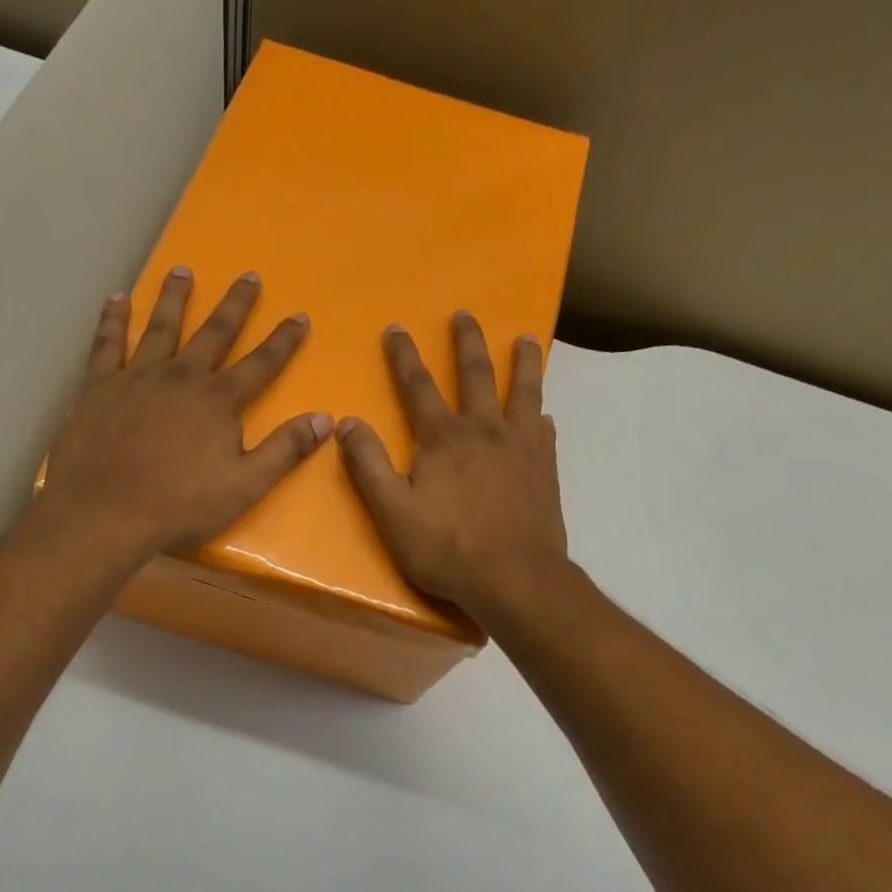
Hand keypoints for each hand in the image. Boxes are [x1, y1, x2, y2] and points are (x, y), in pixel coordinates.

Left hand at [40, 266, 332, 560]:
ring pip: (161, 326)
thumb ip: (285, 450)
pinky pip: (107, 342)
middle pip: (215, 332)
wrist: (104, 512)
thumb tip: (325, 419)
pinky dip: (113, 319)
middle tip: (249, 275)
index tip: (300, 316)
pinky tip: (117, 299)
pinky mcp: (99, 386)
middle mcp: (181, 376)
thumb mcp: (246, 485)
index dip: (284, 340)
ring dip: (175, 298)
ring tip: (182, 270)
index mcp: (219, 401)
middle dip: (236, 304)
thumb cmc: (180, 505)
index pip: (262, 363)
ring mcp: (137, 376)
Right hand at [336, 312, 568, 622]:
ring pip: (523, 391)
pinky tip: (545, 414)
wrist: (514, 578)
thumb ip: (368, 465)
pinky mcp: (545, 469)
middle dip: (467, 342)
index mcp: (443, 438)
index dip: (404, 356)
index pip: (417, 386)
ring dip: (523, 362)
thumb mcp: (392, 511)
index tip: (396, 328)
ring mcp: (521, 447)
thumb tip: (346, 422)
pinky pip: (544, 431)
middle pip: (476, 375)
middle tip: (465, 314)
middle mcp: (484, 430)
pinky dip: (541, 416)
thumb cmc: (447, 548)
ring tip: (527, 338)